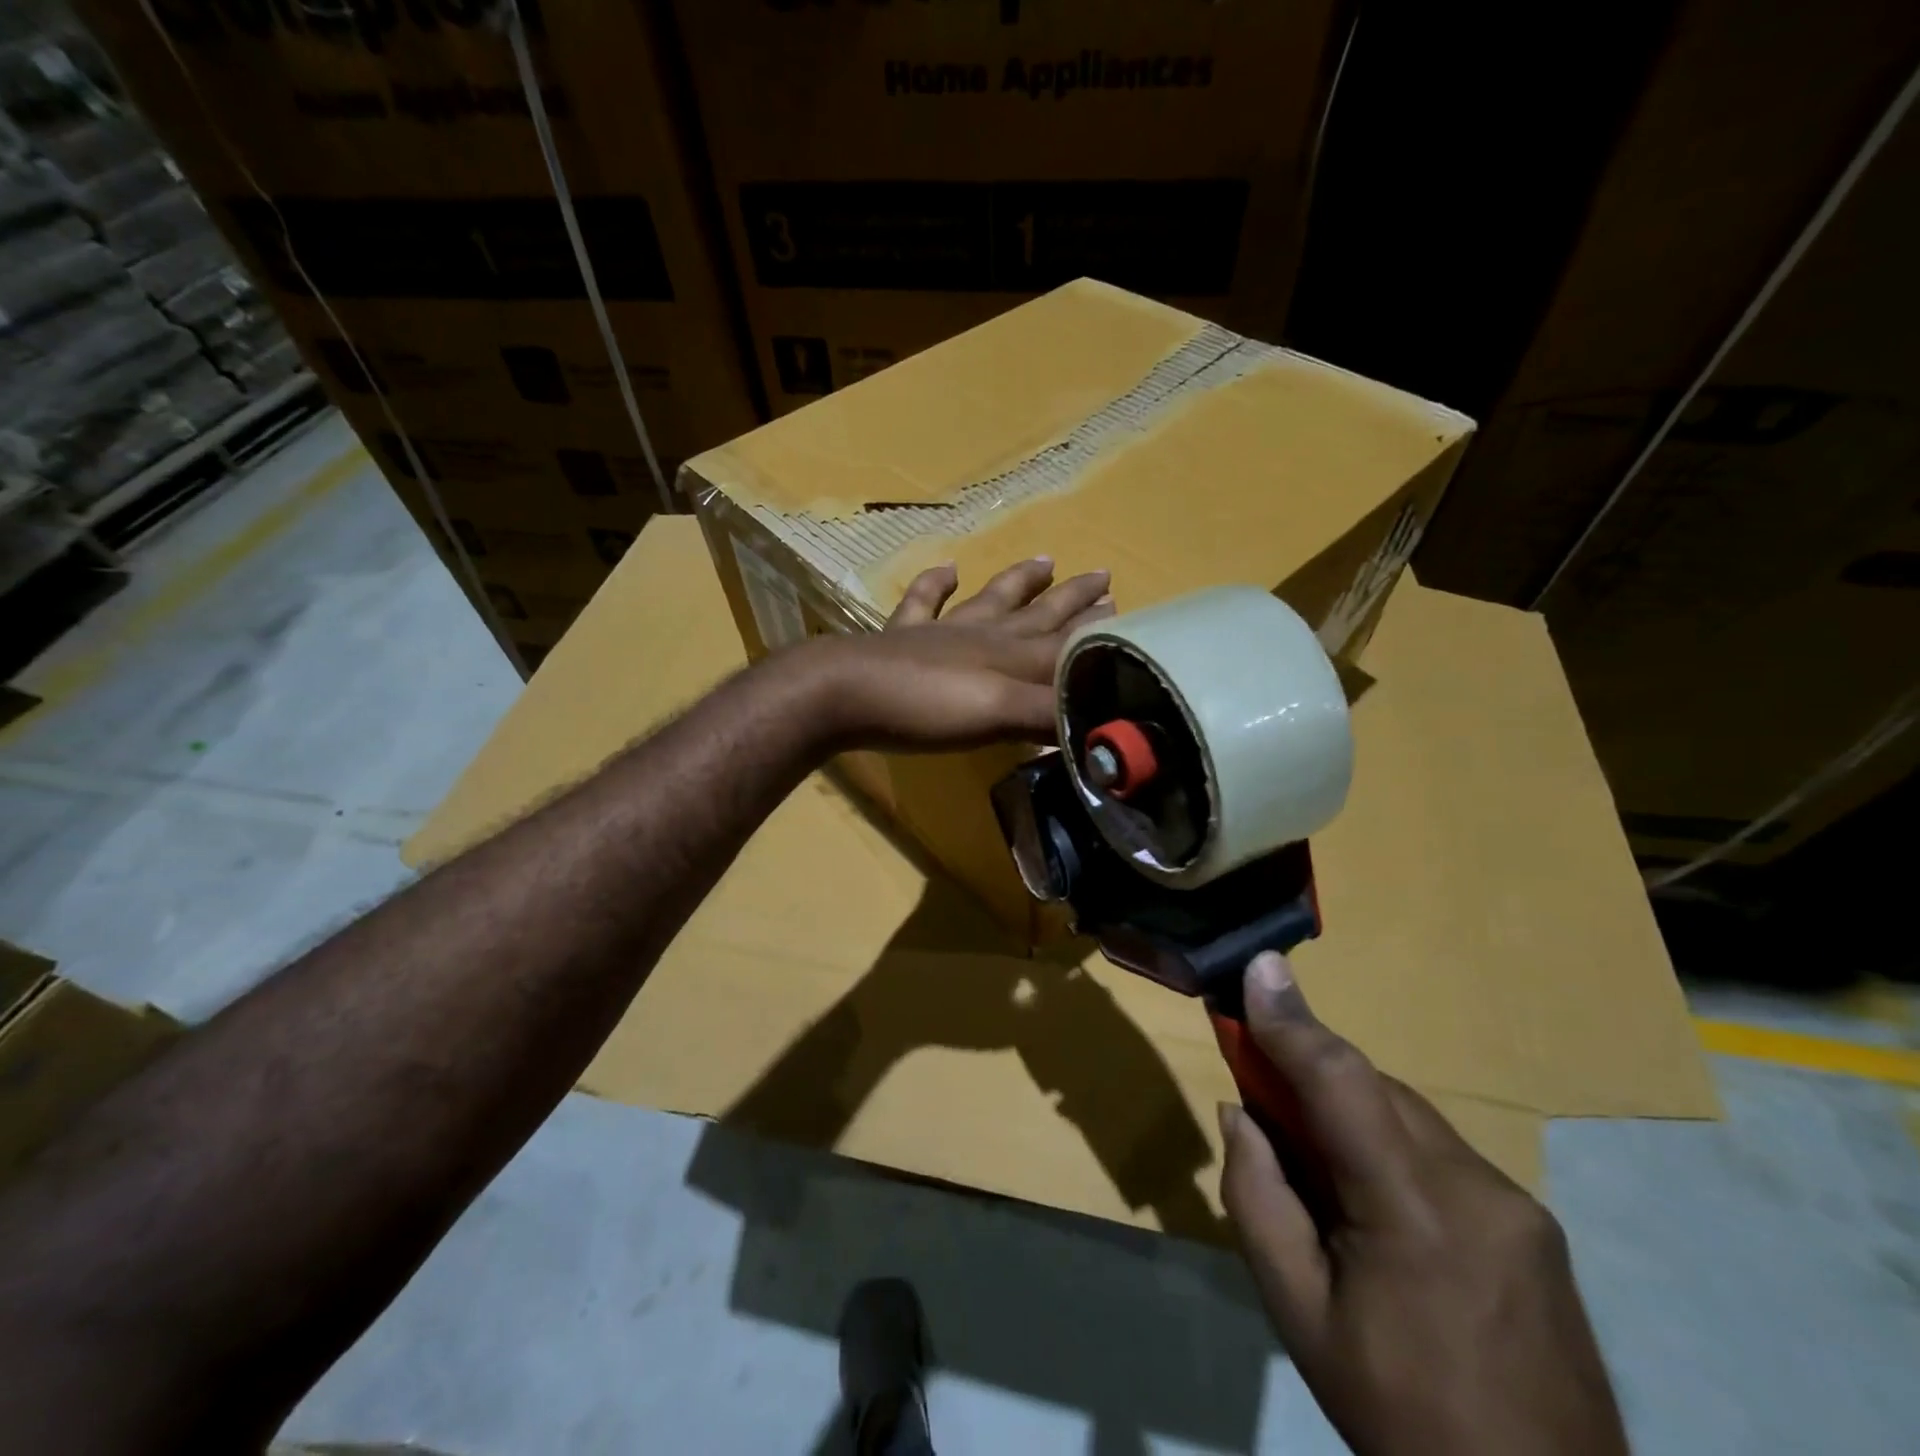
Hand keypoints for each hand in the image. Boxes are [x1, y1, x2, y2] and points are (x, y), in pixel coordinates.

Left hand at [806, 557, 1113, 751]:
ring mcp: (941, 632)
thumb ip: (1051, 717)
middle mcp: (984, 635)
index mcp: (1012, 655)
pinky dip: (935, 584)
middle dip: (1073, 600)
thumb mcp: (1000, 716)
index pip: (1068, 643)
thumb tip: (1108, 727)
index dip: (1101, 635)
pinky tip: (946, 567)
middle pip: (1038, 614)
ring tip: (1045, 559)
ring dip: (1018, 581)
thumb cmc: (927, 707)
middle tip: (1104, 577)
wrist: (844, 693)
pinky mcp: (901, 637)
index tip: (1133, 618)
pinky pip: (922, 602)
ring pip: (991, 600)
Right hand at [1219, 952, 1627, 1455]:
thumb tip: (1241, 1113)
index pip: (1341, 1084)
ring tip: (1319, 1167)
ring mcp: (1517, 1203)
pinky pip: (1438, 1149)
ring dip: (1349, 1112)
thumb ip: (1257, 1197)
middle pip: (1373, 1089)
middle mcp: (1477, 1187)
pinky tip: (1377, 1204)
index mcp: (1414, 1213)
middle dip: (1310, 1074)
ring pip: (1406, 1114)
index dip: (1293, 1022)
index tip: (1256, 966)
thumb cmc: (1400, 1414)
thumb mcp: (1299, 1314)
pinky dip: (1389, 1145)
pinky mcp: (1535, 1222)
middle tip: (1260, 1093)